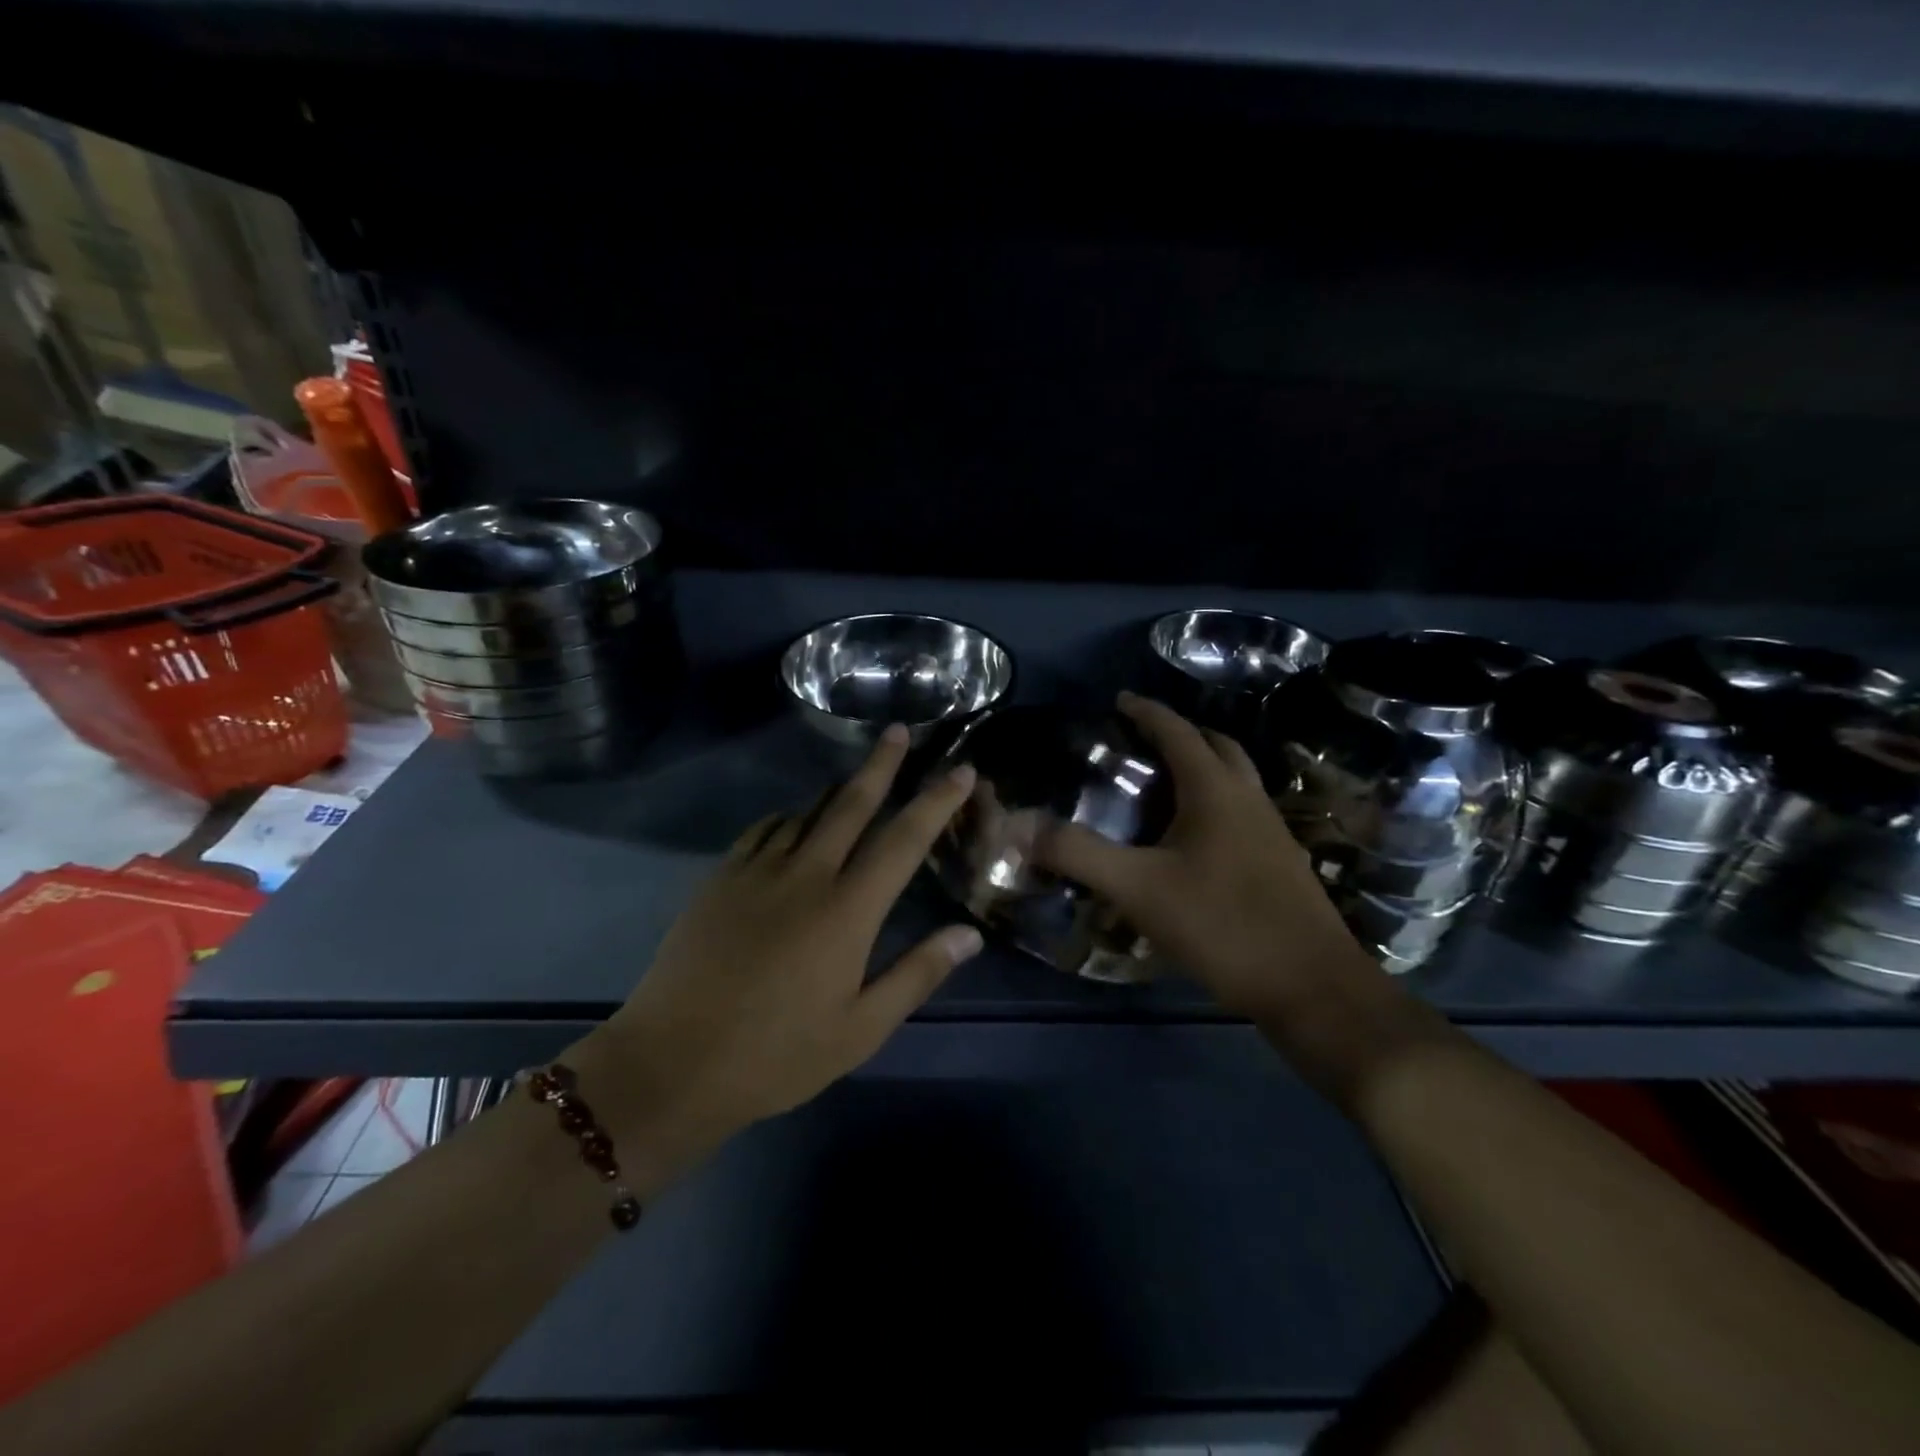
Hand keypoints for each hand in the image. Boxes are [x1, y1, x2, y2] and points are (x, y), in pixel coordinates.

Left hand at [574, 725, 983, 1174]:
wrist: (672, 1063)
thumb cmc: (777, 1054)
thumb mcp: (860, 1029)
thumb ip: (916, 974)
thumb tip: (968, 934)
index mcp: (848, 911)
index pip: (904, 840)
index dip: (936, 801)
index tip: (960, 770)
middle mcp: (806, 875)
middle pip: (851, 804)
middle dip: (881, 763)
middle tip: (898, 730)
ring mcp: (757, 871)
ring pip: (806, 811)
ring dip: (836, 789)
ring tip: (856, 775)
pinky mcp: (721, 879)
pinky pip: (764, 830)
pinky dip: (789, 816)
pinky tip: (794, 821)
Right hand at [1035, 692, 1384, 1022]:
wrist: (1313, 987)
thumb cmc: (1223, 926)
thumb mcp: (1139, 890)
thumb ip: (1078, 854)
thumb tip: (1019, 826)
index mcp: (1216, 791)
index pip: (1177, 732)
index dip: (1146, 712)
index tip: (1119, 701)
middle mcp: (1249, 799)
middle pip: (1218, 746)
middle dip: (1181, 733)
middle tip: (1143, 741)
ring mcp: (1272, 832)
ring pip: (1237, 779)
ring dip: (1204, 767)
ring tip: (1164, 784)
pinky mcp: (1282, 863)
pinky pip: (1244, 811)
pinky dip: (1216, 802)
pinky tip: (1193, 839)